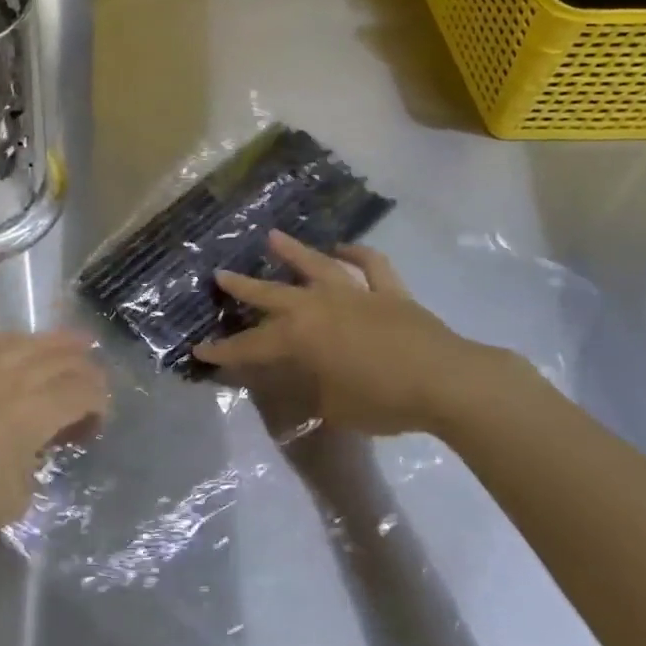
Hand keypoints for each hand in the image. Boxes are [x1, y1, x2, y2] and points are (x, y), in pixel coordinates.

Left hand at [0, 331, 109, 562]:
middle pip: (57, 358)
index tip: (98, 418)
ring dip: (52, 342)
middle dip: (83, 366)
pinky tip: (15, 345)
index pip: (79, 391)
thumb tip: (33, 444)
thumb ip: (34, 462)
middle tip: (94, 378)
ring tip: (70, 343)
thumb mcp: (14, 498)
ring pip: (23, 342)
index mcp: (31, 413)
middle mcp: (8, 379)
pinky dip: (10, 340)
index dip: (98, 400)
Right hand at [193, 231, 530, 438]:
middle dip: (243, 287)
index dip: (225, 352)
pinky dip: (358, 254)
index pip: (253, 347)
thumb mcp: (337, 409)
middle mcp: (320, 308)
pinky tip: (344, 248)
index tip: (201, 350)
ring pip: (317, 266)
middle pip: (273, 295)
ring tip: (272, 236)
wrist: (445, 382)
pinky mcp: (389, 292)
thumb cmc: (384, 401)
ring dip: (294, 251)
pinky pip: (371, 266)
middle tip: (220, 274)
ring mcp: (355, 295)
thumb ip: (314, 395)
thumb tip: (302, 389)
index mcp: (301, 338)